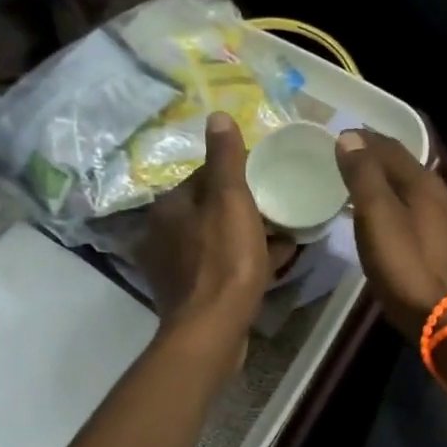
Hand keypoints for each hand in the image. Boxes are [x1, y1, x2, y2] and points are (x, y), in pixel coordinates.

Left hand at [141, 113, 295, 363]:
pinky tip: (272, 264)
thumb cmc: (224, 260)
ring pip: (218, 240)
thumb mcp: (231, 200)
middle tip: (280, 211)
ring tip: (284, 238)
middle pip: (211, 210)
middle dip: (245, 209)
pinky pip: (221, 267)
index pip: (204, 177)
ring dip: (248, 237)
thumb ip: (225, 159)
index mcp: (169, 208)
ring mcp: (174, 268)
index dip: (237, 176)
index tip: (267, 181)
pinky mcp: (188, 294)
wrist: (212, 330)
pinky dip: (244, 262)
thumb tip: (217, 116)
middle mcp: (163, 234)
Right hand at [334, 130, 446, 340]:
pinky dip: (405, 207)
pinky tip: (398, 222)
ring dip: (393, 185)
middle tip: (353, 159)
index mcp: (425, 184)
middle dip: (380, 160)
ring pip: (418, 192)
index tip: (342, 136)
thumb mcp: (377, 218)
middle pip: (408, 168)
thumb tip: (350, 138)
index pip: (391, 148)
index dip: (365, 140)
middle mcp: (445, 196)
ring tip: (370, 189)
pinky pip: (425, 215)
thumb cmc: (409, 268)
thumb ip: (364, 177)